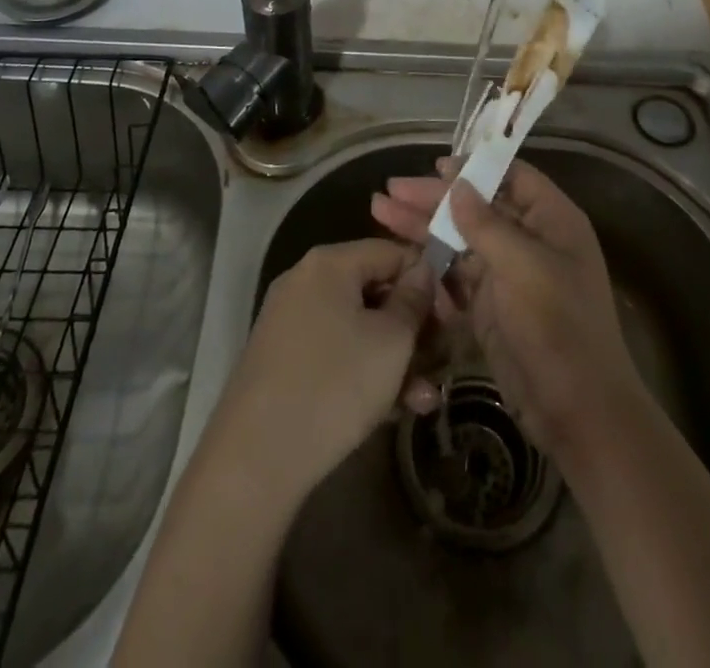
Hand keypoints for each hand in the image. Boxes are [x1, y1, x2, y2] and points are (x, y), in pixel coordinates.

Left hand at [200, 238, 435, 505]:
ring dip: (397, 357)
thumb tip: (424, 270)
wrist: (255, 458)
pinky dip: (366, 371)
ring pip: (359, 327)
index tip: (454, 315)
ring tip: (426, 397)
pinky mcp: (283, 360)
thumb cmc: (335, 384)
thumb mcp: (392, 341)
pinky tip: (396, 409)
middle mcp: (305, 281)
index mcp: (329, 263)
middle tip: (443, 358)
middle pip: (375, 290)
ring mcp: (290, 321)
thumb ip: (414, 299)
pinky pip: (337, 351)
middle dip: (414, 326)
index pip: (392, 251)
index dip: (429, 279)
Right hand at [371, 159, 644, 460]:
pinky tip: (400, 256)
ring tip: (379, 211)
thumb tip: (457, 185)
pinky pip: (455, 275)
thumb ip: (487, 224)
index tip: (435, 166)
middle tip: (390, 190)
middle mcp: (530, 241)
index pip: (512, 177)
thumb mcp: (524, 267)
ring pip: (460, 240)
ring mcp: (509, 275)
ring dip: (422, 227)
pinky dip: (430, 265)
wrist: (576, 412)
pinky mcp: (490, 307)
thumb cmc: (558, 327)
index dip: (475, 168)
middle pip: (477, 207)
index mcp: (552, 221)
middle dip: (433, 198)